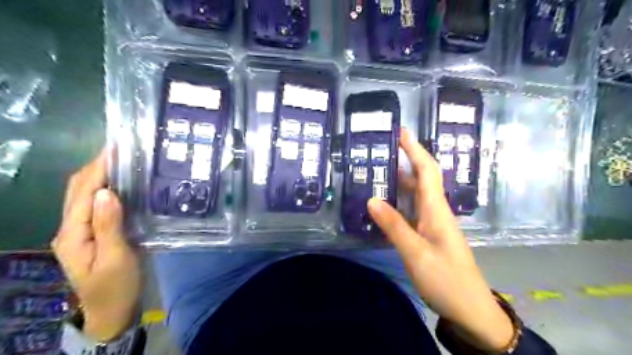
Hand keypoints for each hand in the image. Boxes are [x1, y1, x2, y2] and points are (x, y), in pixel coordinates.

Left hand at [53, 148, 139, 341]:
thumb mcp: (116, 258)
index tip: (116, 148)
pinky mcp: (94, 234)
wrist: (114, 310)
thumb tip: (107, 192)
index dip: (98, 168)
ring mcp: (81, 232)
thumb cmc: (117, 286)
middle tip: (121, 150)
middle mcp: (71, 229)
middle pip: (78, 190)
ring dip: (100, 175)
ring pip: (85, 195)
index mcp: (73, 234)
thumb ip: (109, 225)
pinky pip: (95, 205)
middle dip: (96, 166)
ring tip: (122, 161)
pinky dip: (106, 189)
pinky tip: (122, 184)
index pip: (84, 192)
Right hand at [369, 127, 509, 351]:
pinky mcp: (429, 235)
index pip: (427, 170)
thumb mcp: (416, 253)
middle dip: (405, 160)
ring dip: (401, 181)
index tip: (401, 132)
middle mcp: (436, 211)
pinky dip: (399, 202)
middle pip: (422, 178)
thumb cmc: (446, 279)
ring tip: (378, 172)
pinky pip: (412, 210)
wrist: (469, 309)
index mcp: (437, 210)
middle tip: (381, 151)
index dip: (415, 150)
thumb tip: (372, 199)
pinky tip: (384, 204)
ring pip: (416, 195)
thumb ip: (394, 226)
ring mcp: (433, 223)